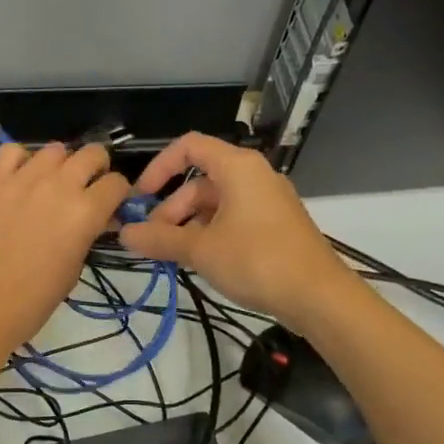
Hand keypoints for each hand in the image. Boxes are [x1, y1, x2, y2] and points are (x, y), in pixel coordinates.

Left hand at [0, 142, 130, 357]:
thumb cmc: (33, 300)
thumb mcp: (75, 267)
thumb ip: (88, 232)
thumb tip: (96, 218)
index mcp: (85, 212)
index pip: (116, 183)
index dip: (117, 193)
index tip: (109, 203)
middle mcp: (59, 186)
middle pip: (92, 153)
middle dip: (96, 168)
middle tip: (85, 186)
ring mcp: (21, 178)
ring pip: (54, 149)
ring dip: (59, 164)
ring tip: (49, 183)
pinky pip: (12, 151)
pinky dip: (21, 160)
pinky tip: (18, 178)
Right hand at [117, 132, 356, 330]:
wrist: (319, 296)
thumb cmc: (256, 260)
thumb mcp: (200, 250)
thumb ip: (159, 239)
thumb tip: (124, 234)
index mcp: (237, 167)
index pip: (188, 147)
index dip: (159, 167)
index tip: (141, 198)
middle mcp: (254, 175)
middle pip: (200, 181)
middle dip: (171, 209)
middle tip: (154, 241)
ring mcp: (268, 201)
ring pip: (216, 203)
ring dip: (189, 225)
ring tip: (174, 256)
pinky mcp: (276, 225)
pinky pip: (234, 218)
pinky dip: (211, 233)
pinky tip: (201, 261)